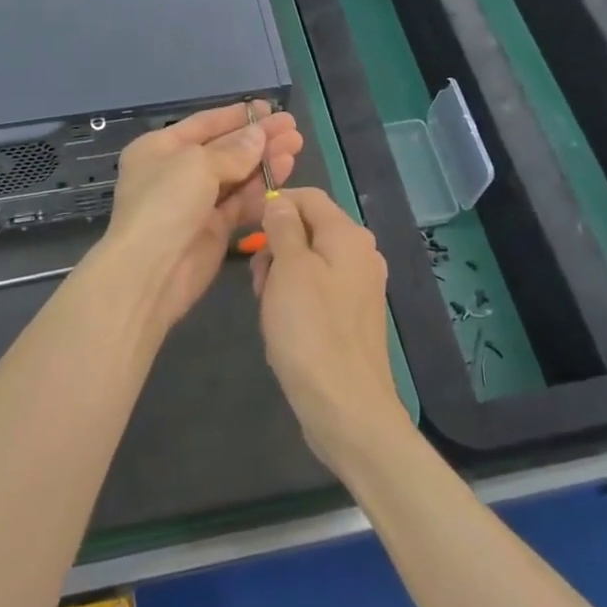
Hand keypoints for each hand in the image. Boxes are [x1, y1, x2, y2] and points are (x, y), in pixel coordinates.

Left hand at [98, 101, 300, 332]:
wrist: (149, 272)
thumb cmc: (165, 204)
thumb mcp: (197, 164)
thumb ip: (233, 150)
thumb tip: (258, 136)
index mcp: (159, 148)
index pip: (204, 123)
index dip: (237, 115)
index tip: (270, 109)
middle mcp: (175, 172)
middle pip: (224, 149)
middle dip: (258, 138)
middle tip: (293, 128)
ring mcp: (195, 202)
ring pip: (236, 175)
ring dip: (264, 161)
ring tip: (296, 146)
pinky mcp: (213, 229)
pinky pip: (240, 203)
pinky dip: (261, 189)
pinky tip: (285, 174)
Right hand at [252, 188, 410, 475]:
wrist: (346, 409)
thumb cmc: (311, 331)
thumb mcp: (289, 269)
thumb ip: (283, 227)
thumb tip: (279, 201)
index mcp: (349, 236)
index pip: (308, 197)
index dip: (275, 204)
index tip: (245, 229)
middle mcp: (361, 254)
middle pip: (308, 229)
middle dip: (276, 246)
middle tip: (258, 280)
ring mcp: (360, 287)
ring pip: (309, 261)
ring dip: (282, 275)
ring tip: (268, 308)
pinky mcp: (353, 316)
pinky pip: (318, 290)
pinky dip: (296, 298)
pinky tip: (284, 325)